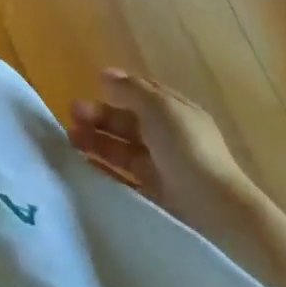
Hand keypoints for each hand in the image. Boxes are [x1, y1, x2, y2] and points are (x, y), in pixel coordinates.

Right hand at [70, 70, 257, 233]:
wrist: (215, 211)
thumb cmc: (187, 149)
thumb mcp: (159, 108)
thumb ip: (130, 90)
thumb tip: (105, 75)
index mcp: (175, 111)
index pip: (144, 94)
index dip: (119, 88)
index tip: (92, 85)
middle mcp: (169, 137)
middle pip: (128, 121)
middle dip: (100, 115)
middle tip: (72, 113)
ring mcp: (163, 167)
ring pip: (123, 148)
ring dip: (97, 140)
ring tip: (69, 139)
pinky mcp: (155, 194)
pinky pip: (124, 176)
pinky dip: (104, 168)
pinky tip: (84, 165)